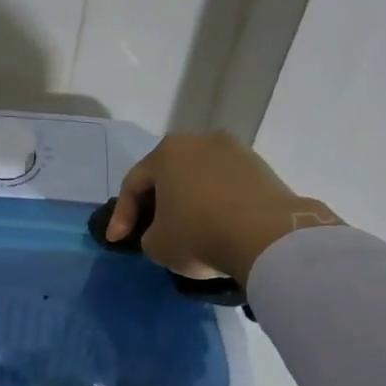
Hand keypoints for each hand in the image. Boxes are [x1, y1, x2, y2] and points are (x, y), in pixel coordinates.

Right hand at [107, 131, 340, 281]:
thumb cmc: (198, 234)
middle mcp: (200, 141)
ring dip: (189, 201)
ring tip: (187, 228)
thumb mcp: (155, 245)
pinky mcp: (263, 168)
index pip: (133, 184)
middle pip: (168, 175)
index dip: (121, 216)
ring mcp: (236, 151)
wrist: (268, 238)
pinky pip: (226, 187)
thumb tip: (162, 231)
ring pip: (199, 178)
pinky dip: (217, 204)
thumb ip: (148, 233)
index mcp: (166, 151)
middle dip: (157, 202)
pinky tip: (217, 226)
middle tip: (150, 228)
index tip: (117, 241)